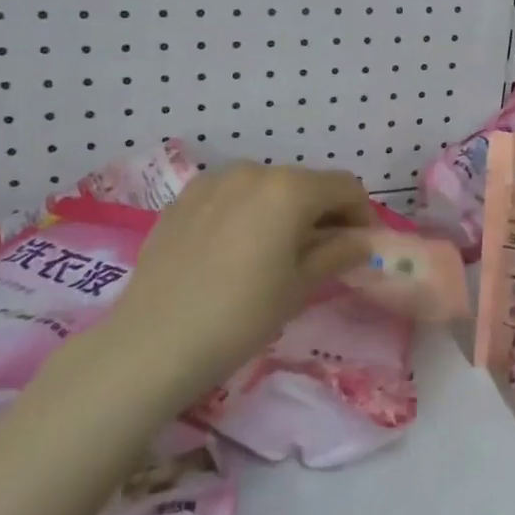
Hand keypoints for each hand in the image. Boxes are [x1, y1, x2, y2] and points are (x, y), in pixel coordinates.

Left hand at [102, 163, 375, 392]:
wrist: (152, 343)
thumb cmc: (241, 316)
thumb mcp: (300, 287)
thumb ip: (338, 253)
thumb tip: (362, 240)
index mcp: (290, 189)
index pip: (345, 187)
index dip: (362, 214)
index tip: (361, 247)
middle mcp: (255, 171)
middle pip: (306, 183)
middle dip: (323, 213)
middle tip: (323, 254)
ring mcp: (214, 181)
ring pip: (267, 187)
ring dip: (284, 211)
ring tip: (276, 252)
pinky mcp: (184, 198)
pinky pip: (232, 196)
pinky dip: (247, 212)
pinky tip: (236, 250)